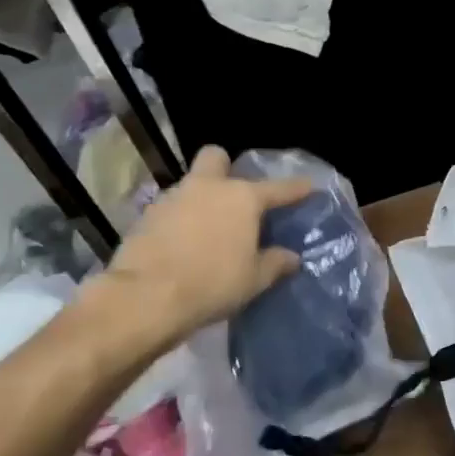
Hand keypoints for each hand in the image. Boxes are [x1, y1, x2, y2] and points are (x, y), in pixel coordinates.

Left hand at [84, 145, 312, 351]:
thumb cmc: (212, 283)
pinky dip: (180, 221)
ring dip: (201, 199)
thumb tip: (291, 257)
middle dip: (226, 169)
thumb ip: (276, 263)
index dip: (297, 188)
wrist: (145, 297)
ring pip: (191, 185)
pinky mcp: (145, 217)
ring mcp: (173, 198)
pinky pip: (171, 210)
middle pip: (217, 157)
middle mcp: (208, 188)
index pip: (279, 188)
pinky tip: (184, 244)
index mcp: (243, 198)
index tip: (309, 186)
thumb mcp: (255, 279)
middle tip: (235, 195)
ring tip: (209, 228)